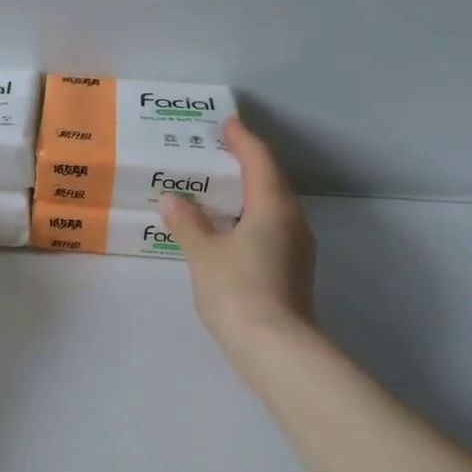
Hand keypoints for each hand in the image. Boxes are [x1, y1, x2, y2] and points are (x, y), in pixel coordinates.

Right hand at [160, 119, 316, 353]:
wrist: (276, 347)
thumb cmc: (238, 290)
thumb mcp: (204, 253)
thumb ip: (188, 223)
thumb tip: (173, 200)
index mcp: (272, 205)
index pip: (260, 160)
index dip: (243, 140)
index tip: (228, 124)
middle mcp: (292, 220)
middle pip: (272, 180)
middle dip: (248, 163)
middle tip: (219, 153)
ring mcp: (298, 247)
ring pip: (274, 206)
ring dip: (251, 192)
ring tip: (221, 189)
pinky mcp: (294, 269)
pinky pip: (273, 227)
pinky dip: (252, 217)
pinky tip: (231, 228)